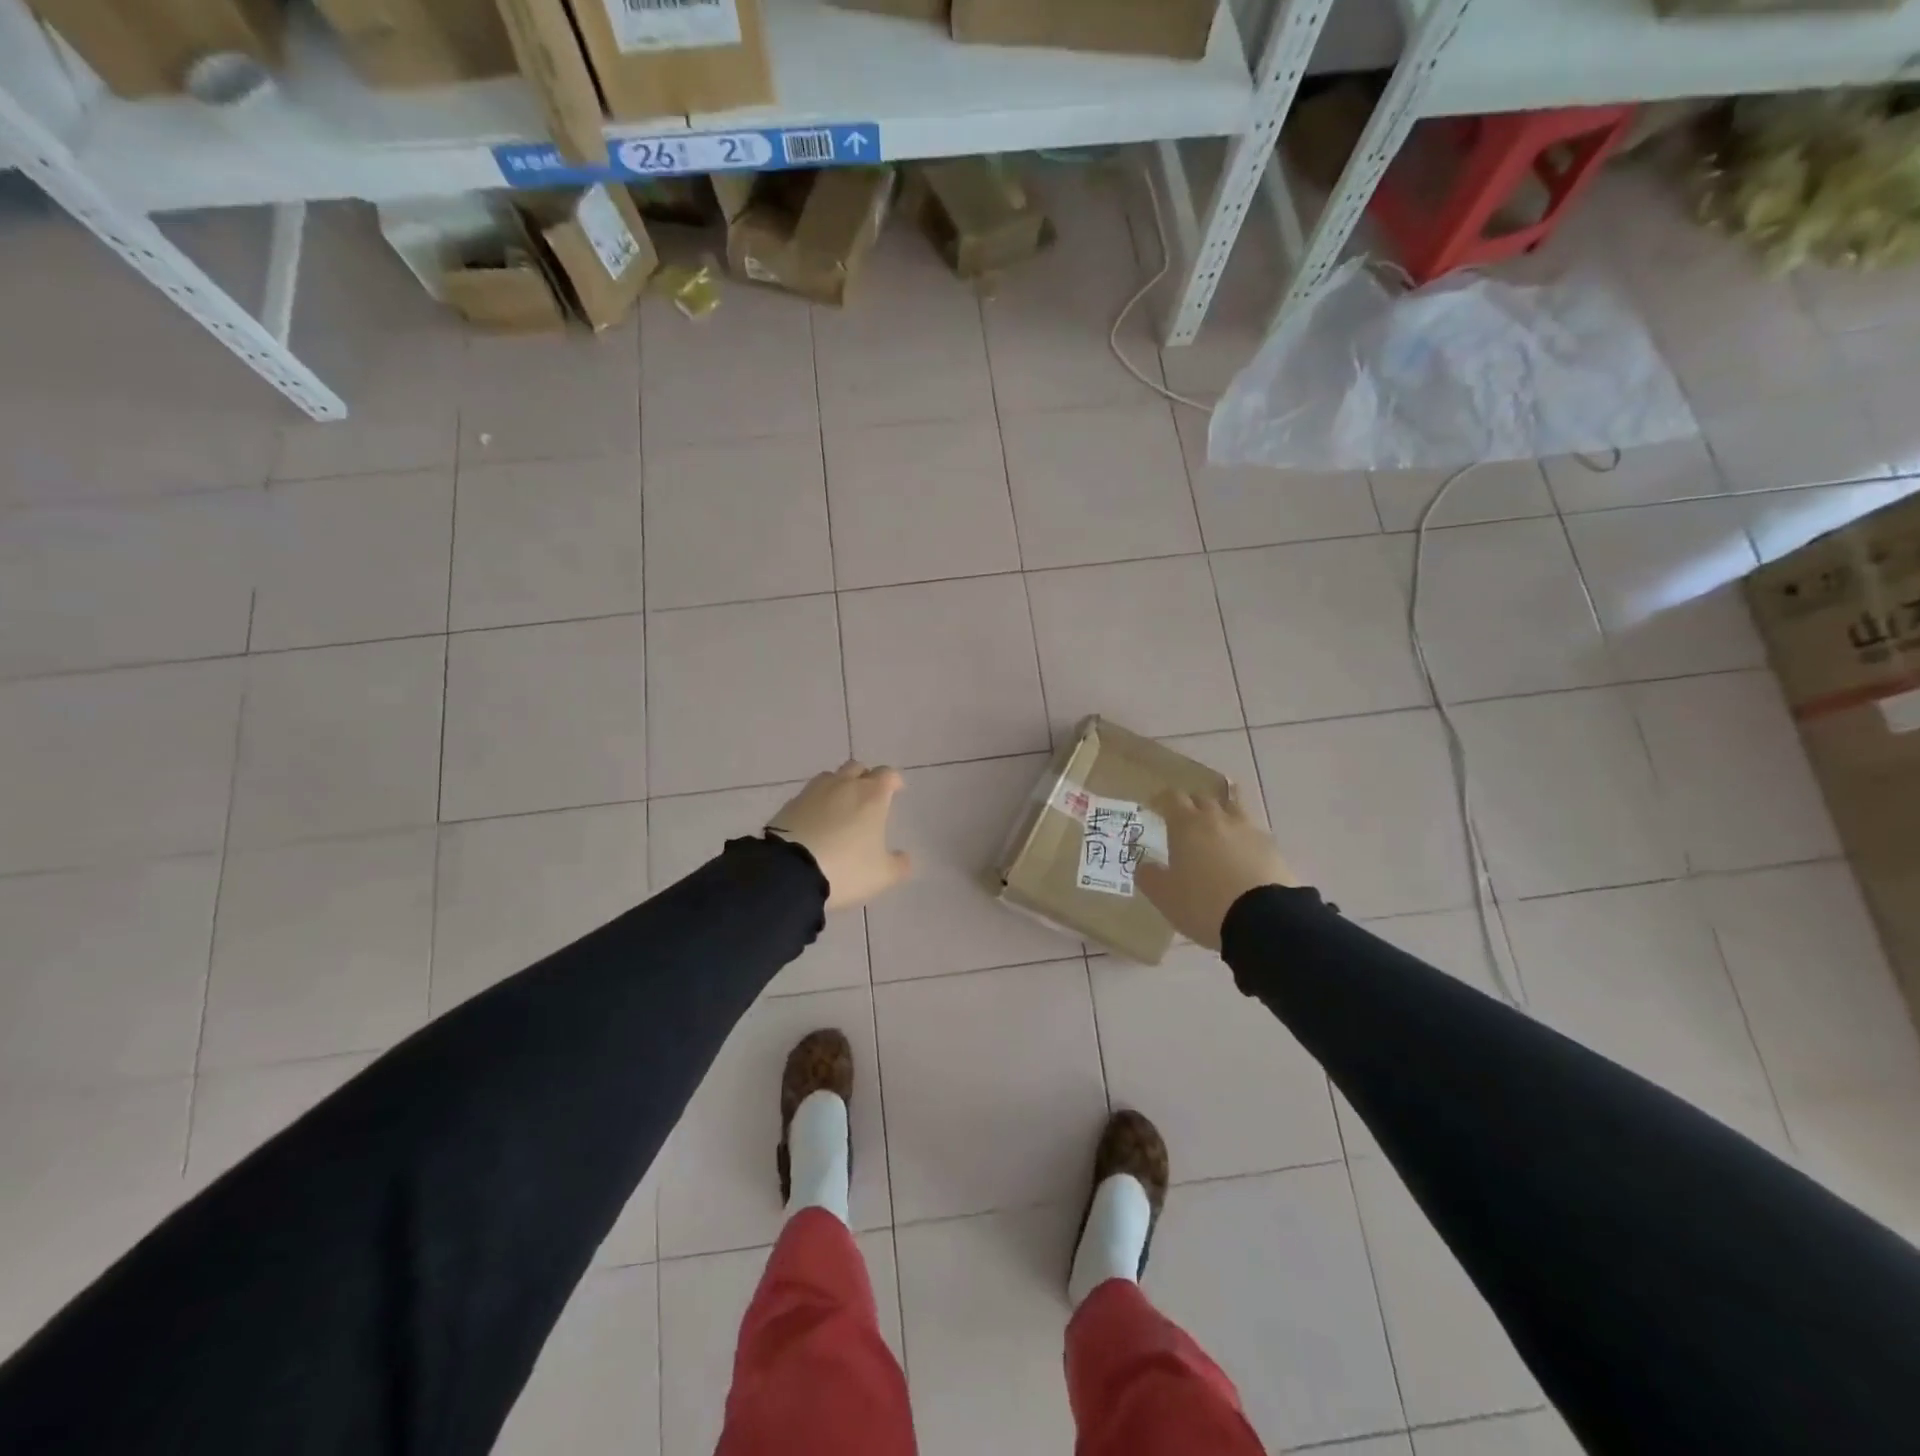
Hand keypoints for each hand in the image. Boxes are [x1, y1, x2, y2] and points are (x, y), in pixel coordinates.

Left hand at [767, 761, 911, 910]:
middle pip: (857, 768)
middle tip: (868, 798)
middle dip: (865, 778)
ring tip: (840, 808)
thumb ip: (898, 864)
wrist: (790, 872)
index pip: (887, 774)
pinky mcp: (789, 804)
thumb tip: (903, 857)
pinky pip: (808, 795)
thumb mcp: (882, 875)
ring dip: (838, 786)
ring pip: (830, 777)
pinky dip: (815, 803)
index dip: (893, 781)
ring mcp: (813, 792)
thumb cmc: (846, 868)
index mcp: (872, 795)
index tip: (896, 790)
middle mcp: (843, 785)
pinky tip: (815, 821)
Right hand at [1136, 791, 1294, 951]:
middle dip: (1191, 805)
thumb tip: (1144, 864)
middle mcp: (1217, 819)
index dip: (1161, 799)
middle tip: (1183, 822)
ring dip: (1221, 814)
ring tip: (1216, 830)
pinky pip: (1252, 832)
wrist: (1262, 919)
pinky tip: (1242, 852)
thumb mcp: (1164, 896)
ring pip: (1232, 809)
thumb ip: (1149, 876)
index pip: (1172, 798)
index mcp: (1186, 825)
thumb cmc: (1202, 903)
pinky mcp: (1272, 847)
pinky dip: (1243, 836)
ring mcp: (1248, 830)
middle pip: (1202, 798)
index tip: (1154, 807)